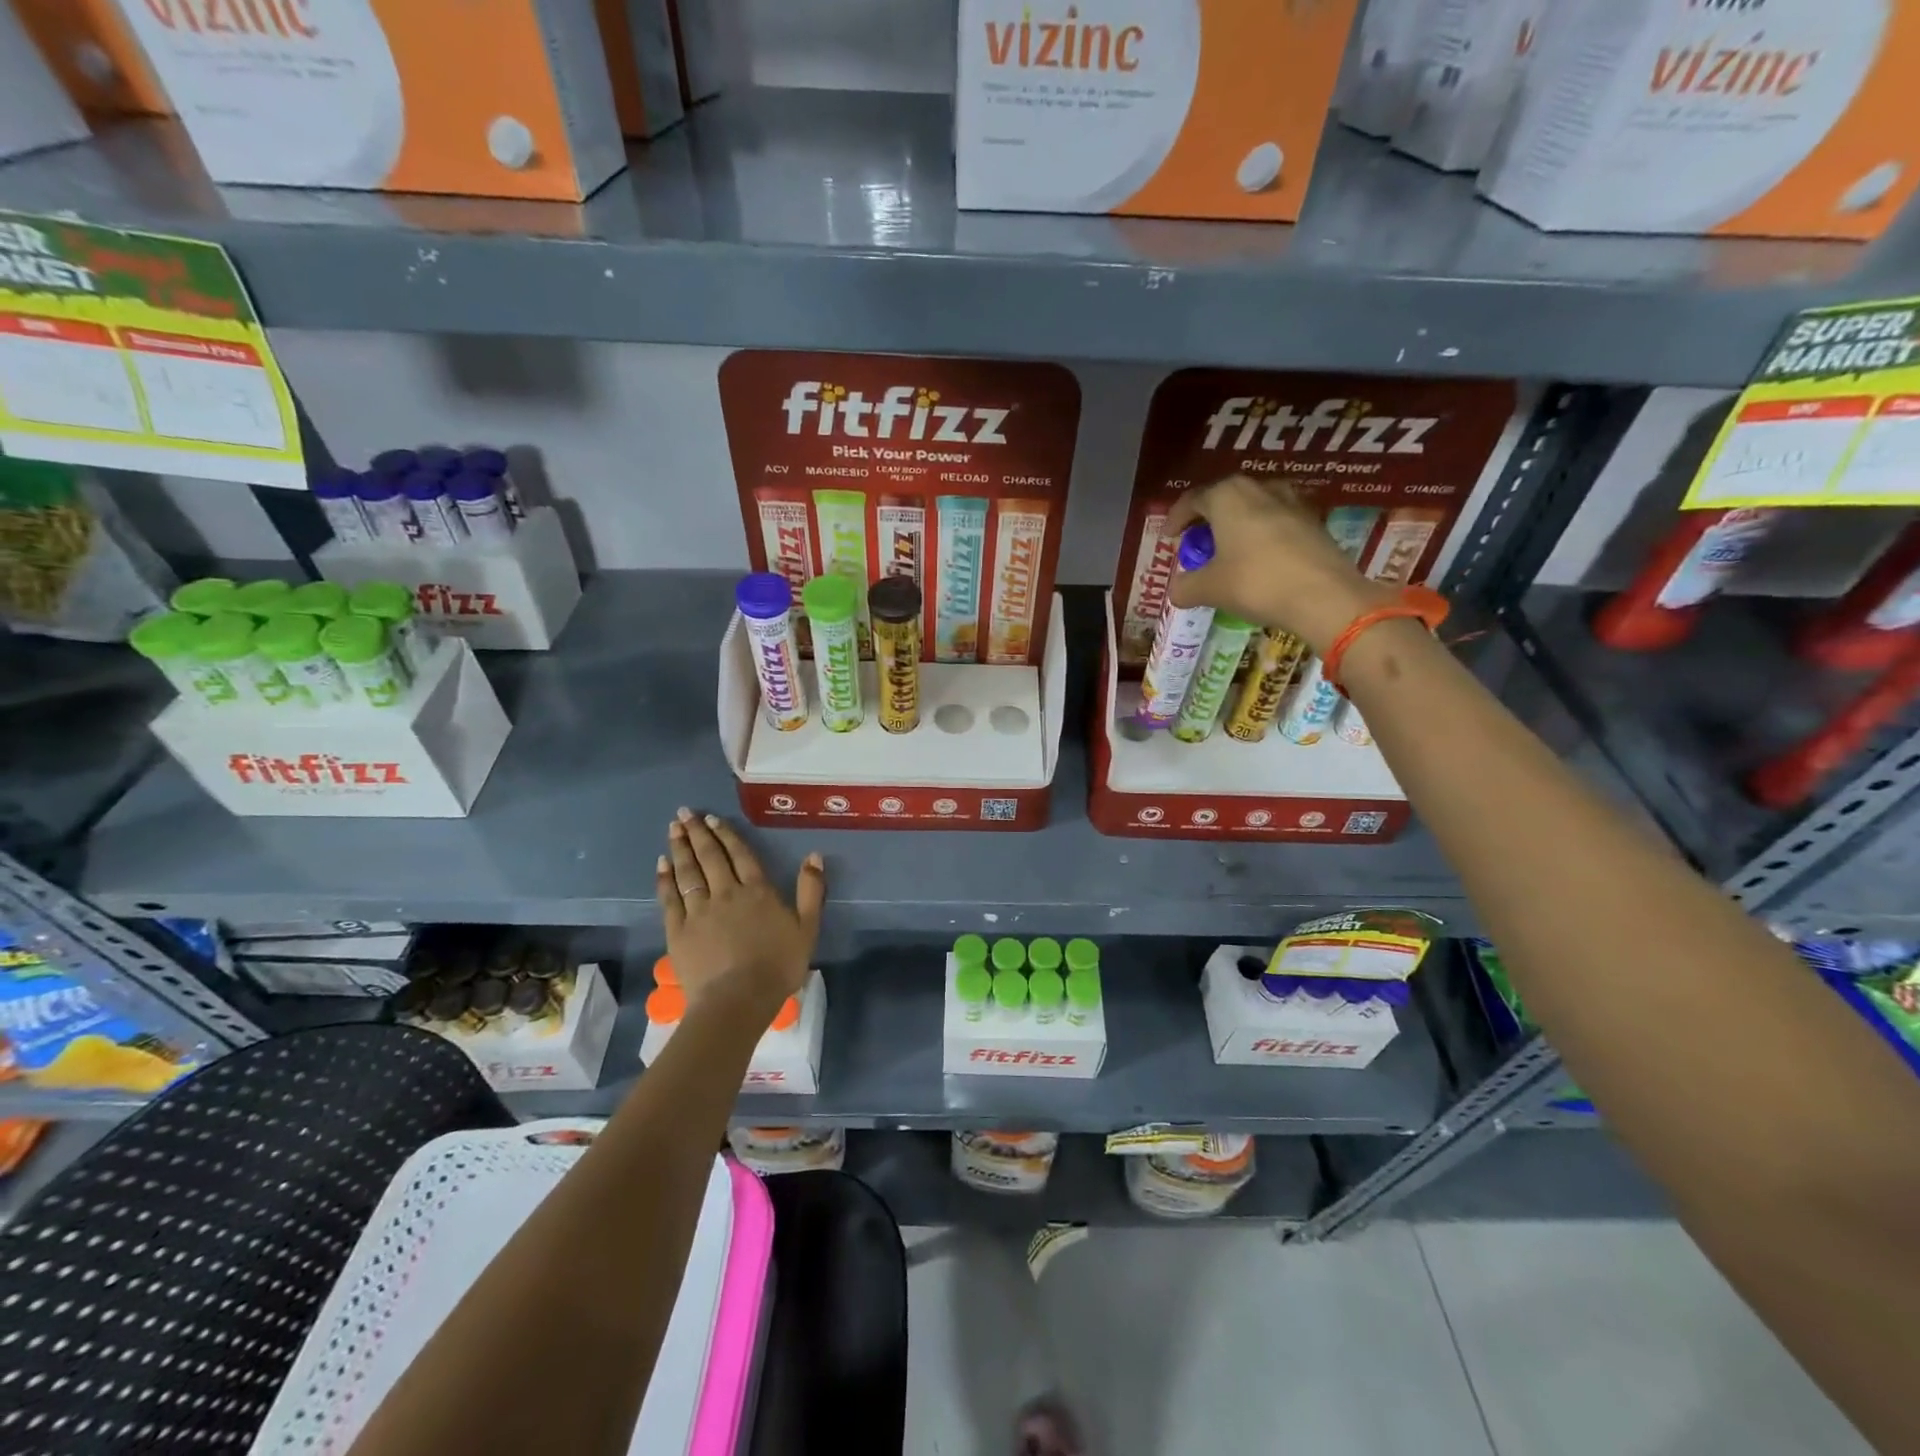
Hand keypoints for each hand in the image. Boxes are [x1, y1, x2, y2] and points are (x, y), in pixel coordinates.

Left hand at [656, 808, 824, 1015]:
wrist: (737, 1000)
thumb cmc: (778, 966)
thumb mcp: (807, 928)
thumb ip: (810, 890)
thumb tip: (814, 855)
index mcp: (757, 891)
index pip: (740, 855)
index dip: (726, 835)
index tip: (712, 819)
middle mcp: (726, 893)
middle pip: (710, 857)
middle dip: (697, 833)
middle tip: (684, 813)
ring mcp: (698, 911)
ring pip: (688, 872)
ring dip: (680, 849)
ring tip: (673, 829)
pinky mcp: (678, 931)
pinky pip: (670, 898)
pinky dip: (665, 879)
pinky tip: (661, 865)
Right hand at [1164, 475, 1393, 653]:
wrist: (1324, 596)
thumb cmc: (1256, 583)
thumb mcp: (1209, 589)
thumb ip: (1186, 586)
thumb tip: (1176, 590)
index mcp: (1227, 496)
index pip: (1192, 500)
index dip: (1176, 519)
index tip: (1169, 538)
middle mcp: (1260, 488)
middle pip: (1225, 499)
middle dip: (1208, 521)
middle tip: (1198, 545)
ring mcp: (1292, 502)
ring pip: (1254, 508)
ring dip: (1238, 526)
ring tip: (1230, 551)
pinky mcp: (1314, 522)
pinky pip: (1277, 523)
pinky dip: (1262, 537)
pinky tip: (1260, 561)